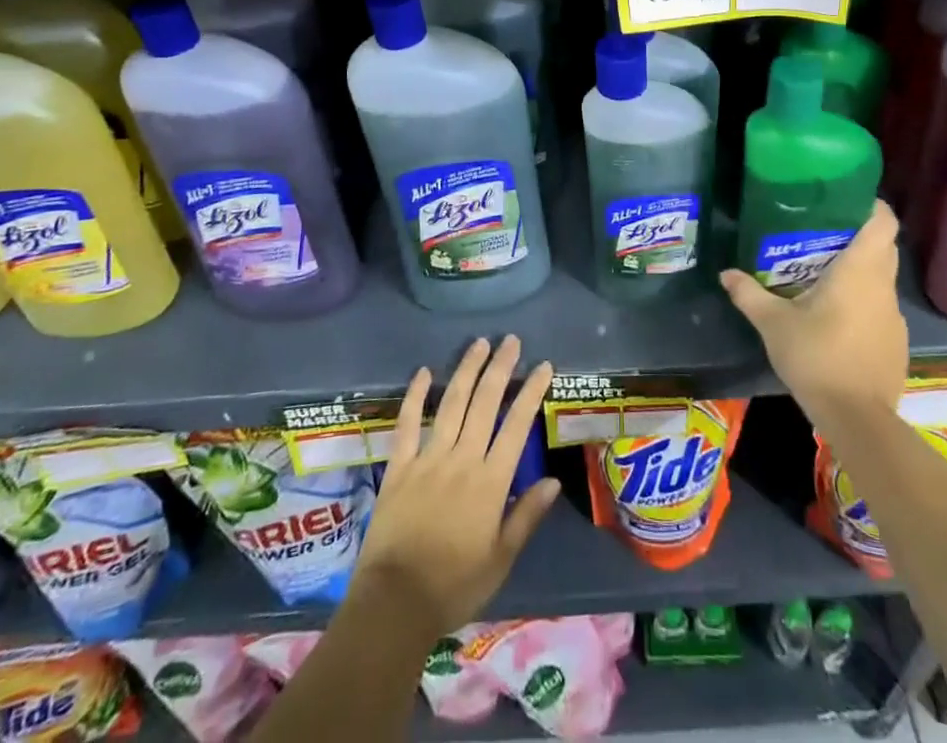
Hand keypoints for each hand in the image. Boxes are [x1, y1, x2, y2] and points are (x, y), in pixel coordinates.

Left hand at [351, 336, 559, 640]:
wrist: (395, 605)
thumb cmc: (454, 586)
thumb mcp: (500, 559)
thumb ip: (526, 516)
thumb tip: (552, 480)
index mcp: (490, 482)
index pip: (516, 426)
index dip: (531, 393)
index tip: (543, 366)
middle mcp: (462, 460)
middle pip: (485, 403)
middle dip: (500, 368)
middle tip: (511, 341)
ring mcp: (428, 459)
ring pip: (452, 404)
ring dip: (467, 371)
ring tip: (479, 344)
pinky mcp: (399, 467)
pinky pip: (407, 424)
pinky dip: (416, 396)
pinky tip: (424, 372)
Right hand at [720, 200, 906, 429]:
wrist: (858, 420)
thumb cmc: (817, 357)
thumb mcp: (773, 324)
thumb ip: (749, 294)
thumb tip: (725, 273)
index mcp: (860, 271)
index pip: (883, 222)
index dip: (870, 205)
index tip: (845, 200)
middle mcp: (883, 286)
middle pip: (883, 246)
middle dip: (858, 235)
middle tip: (823, 232)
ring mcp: (894, 316)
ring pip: (882, 278)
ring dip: (861, 270)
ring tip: (824, 272)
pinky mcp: (896, 342)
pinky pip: (881, 307)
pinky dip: (864, 301)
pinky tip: (837, 317)